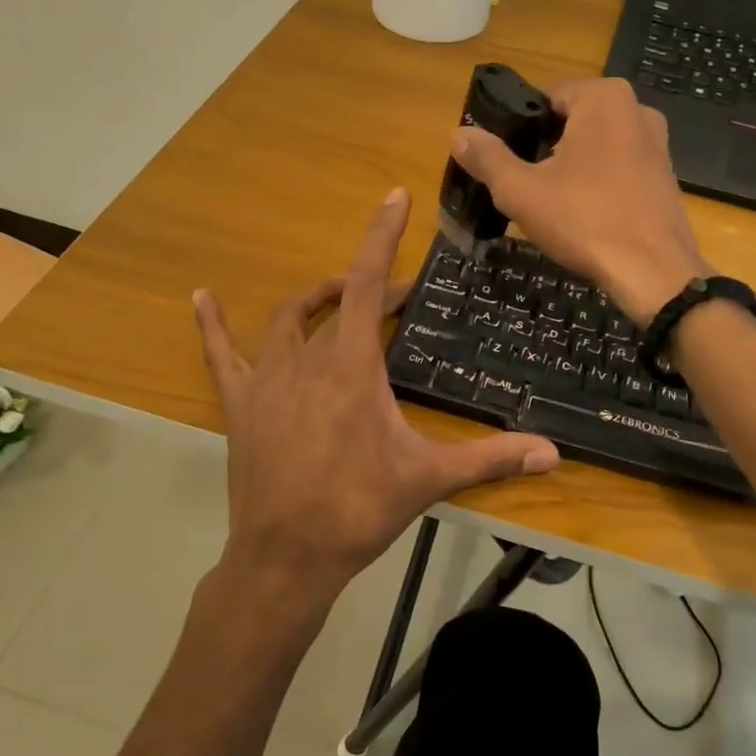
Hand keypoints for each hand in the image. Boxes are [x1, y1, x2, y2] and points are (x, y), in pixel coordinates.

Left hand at [193, 187, 559, 609]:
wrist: (285, 558)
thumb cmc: (357, 510)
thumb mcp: (428, 478)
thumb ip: (490, 459)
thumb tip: (554, 455)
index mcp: (351, 367)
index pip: (367, 284)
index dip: (381, 236)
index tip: (395, 197)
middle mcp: (307, 359)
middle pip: (338, 301)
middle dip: (368, 287)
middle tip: (397, 296)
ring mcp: (267, 379)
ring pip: (288, 318)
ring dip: (316, 298)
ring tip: (338, 293)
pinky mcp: (241, 403)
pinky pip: (222, 353)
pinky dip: (213, 324)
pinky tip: (202, 297)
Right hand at [450, 77, 711, 326]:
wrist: (654, 274)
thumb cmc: (584, 221)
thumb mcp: (521, 191)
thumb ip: (487, 158)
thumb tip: (458, 134)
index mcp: (603, 97)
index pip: (543, 97)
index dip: (517, 128)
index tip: (502, 161)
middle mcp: (636, 108)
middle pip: (570, 121)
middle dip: (543, 149)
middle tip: (522, 186)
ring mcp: (657, 143)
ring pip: (594, 146)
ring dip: (569, 168)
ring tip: (549, 204)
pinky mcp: (665, 174)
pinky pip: (617, 167)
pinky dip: (596, 183)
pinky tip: (583, 214)